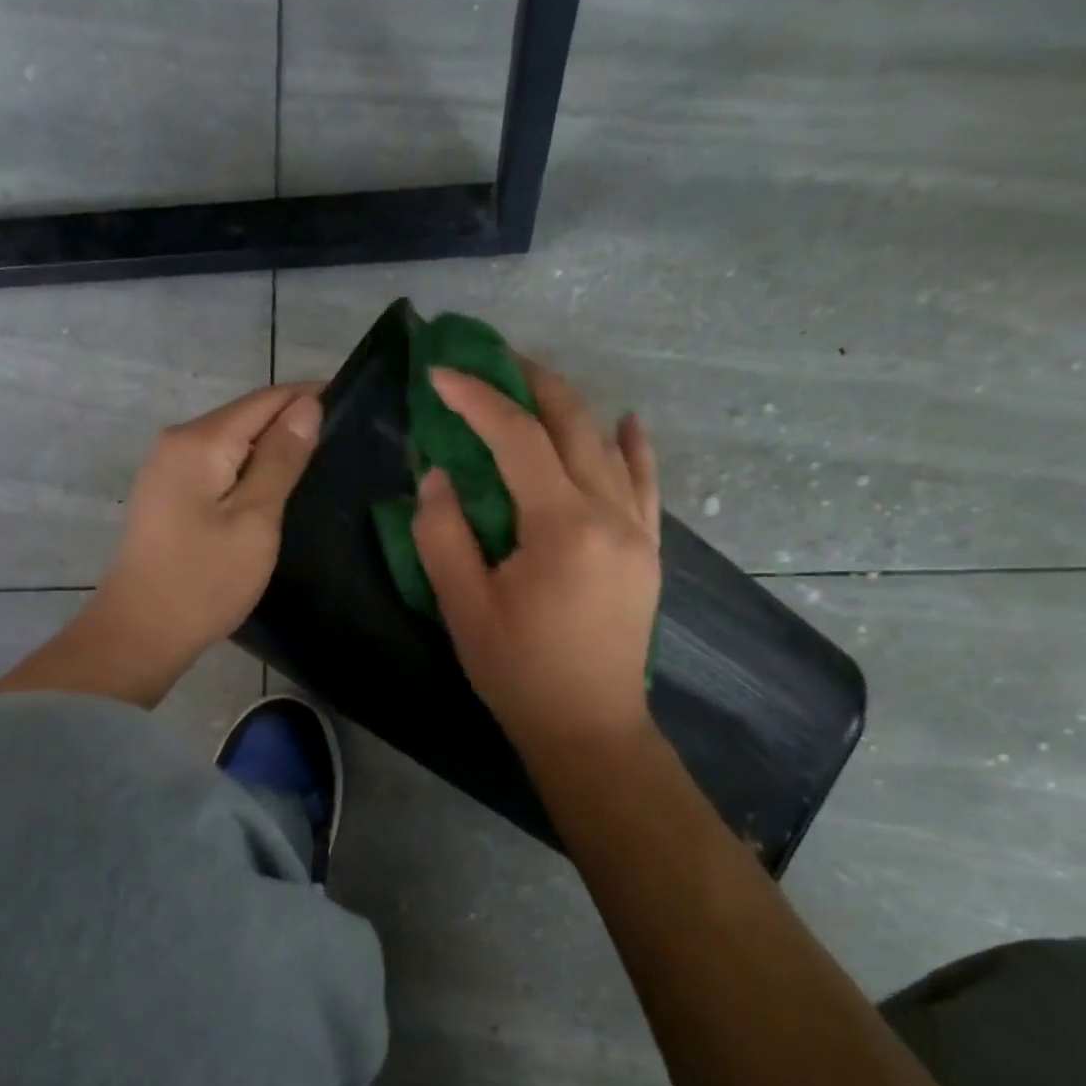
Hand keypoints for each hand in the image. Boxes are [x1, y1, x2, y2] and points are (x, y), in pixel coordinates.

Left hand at [89, 381, 324, 673]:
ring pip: (231, 440)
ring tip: (317, 461)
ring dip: (271, 445)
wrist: (142, 631)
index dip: (307, 397)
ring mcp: (167, 467)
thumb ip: (281, 459)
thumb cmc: (205, 579)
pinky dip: (248, 467)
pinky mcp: (167, 493)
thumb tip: (307, 406)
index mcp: (199, 441)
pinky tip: (273, 485)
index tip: (351, 405)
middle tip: (342, 439)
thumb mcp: (254, 519)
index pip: (264, 400)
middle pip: (245, 415)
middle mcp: (177, 441)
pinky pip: (216, 463)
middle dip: (291, 420)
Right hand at [411, 358, 661, 758]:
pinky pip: (645, 482)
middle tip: (490, 359)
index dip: (477, 399)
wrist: (589, 726)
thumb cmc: (519, 672)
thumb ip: (443, 534)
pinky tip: (627, 421)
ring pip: (607, 445)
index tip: (441, 374)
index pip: (517, 438)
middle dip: (528, 382)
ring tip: (534, 383)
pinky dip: (632, 446)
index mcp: (562, 526)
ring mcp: (638, 529)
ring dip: (569, 406)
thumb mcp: (463, 607)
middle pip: (571, 424)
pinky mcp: (648, 548)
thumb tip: (438, 476)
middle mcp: (610, 513)